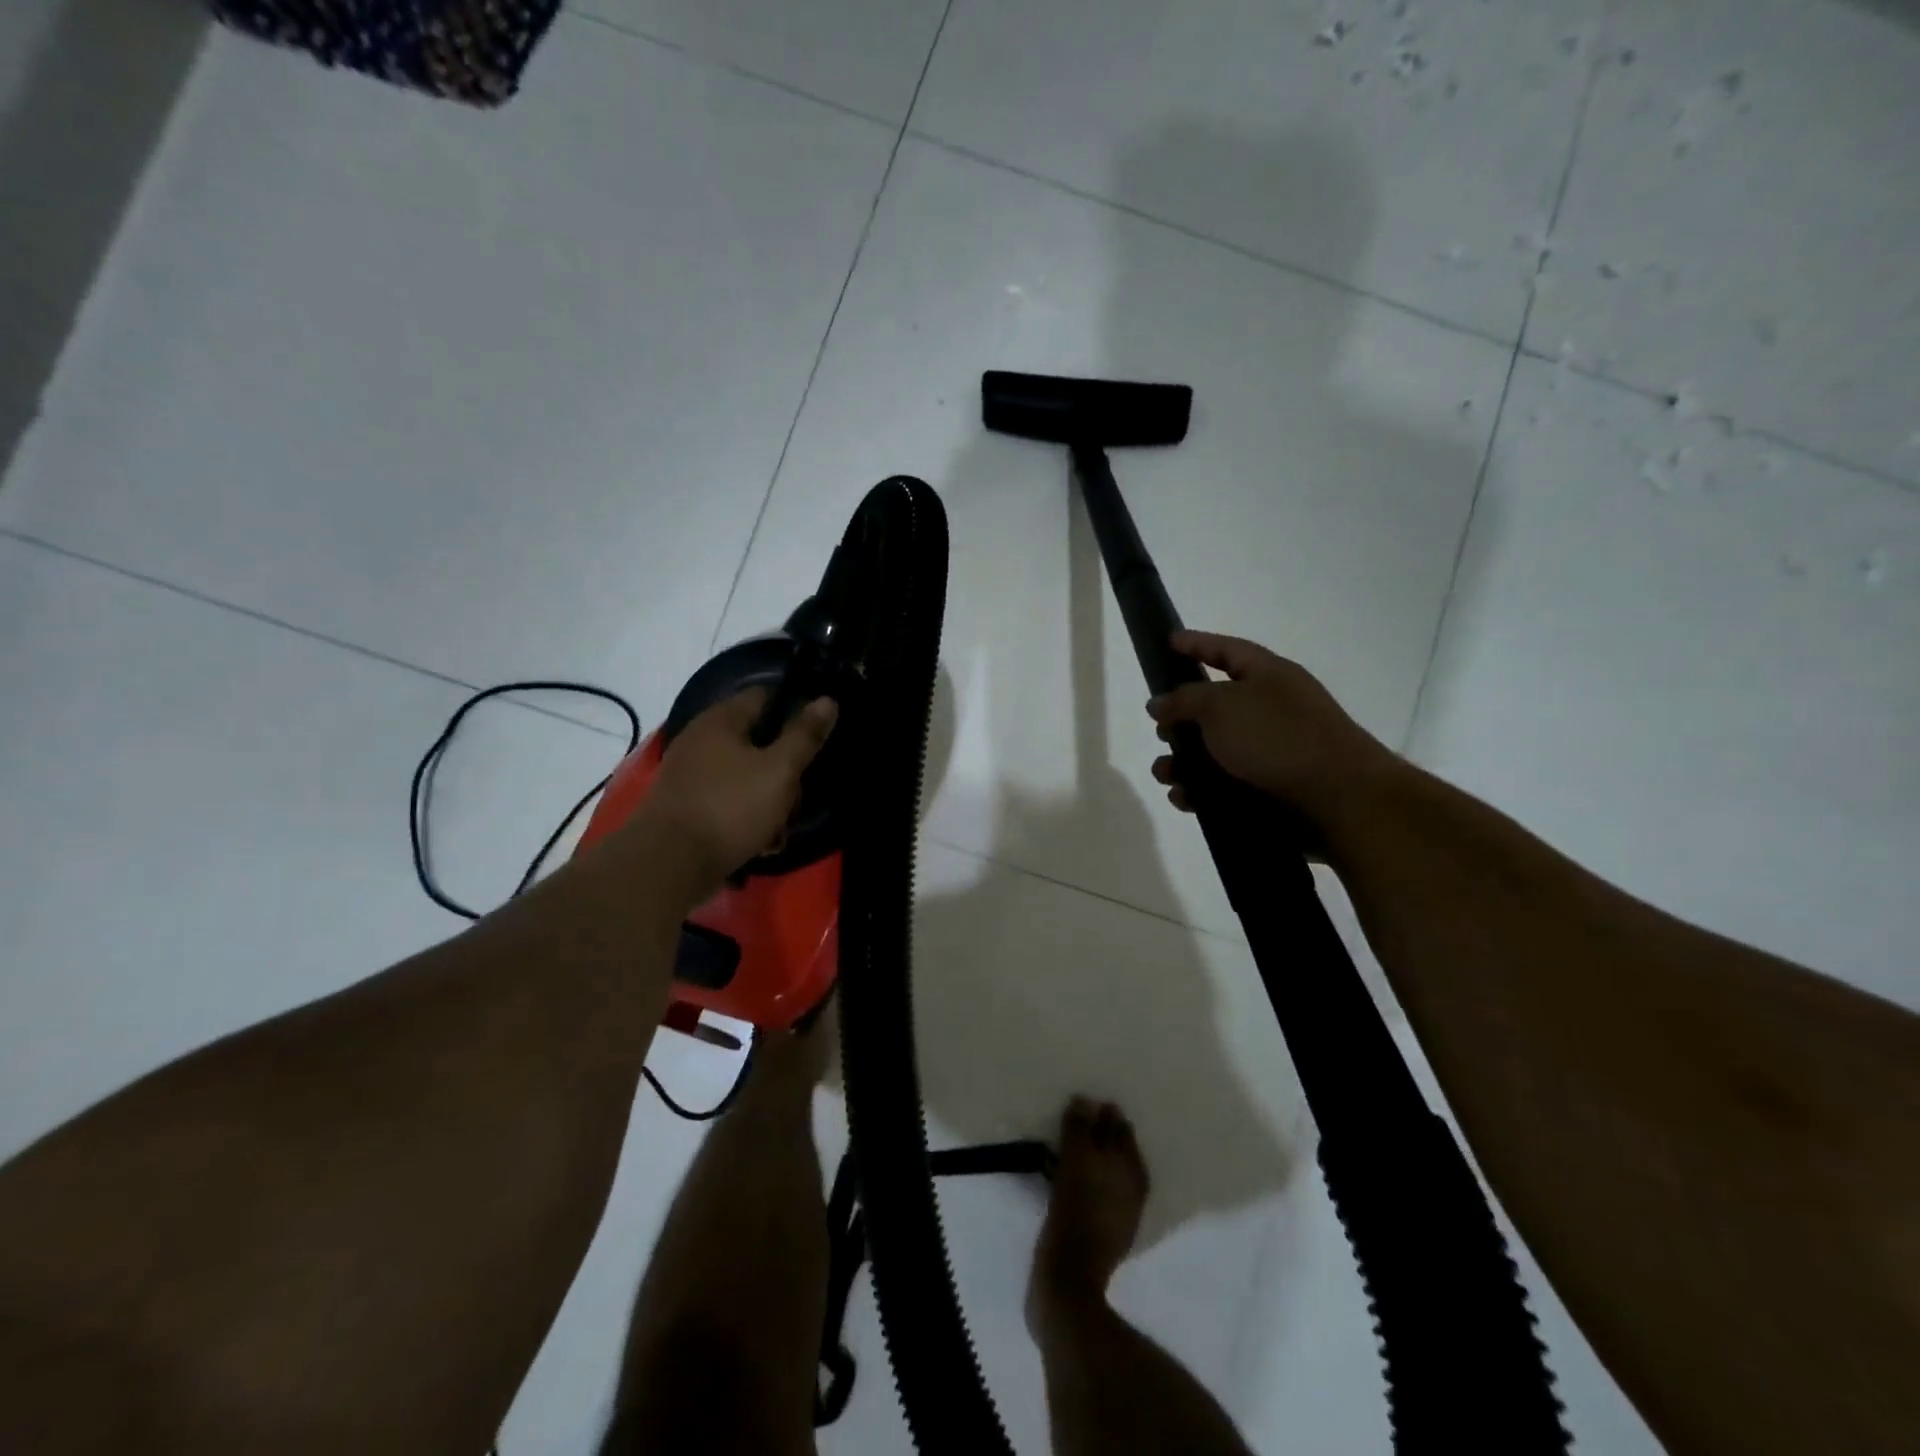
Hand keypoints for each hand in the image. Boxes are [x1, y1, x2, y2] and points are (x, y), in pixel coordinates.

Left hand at [635, 688, 837, 895]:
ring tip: (778, 832)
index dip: (794, 710)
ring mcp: (690, 775)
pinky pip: (727, 803)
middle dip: (785, 771)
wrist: (668, 865)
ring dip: (769, 802)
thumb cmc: (730, 807)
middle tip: (797, 798)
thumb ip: (805, 735)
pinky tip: (759, 844)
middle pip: (758, 743)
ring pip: (746, 777)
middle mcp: (701, 740)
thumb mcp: (780, 770)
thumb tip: (827, 699)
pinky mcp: (685, 807)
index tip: (816, 736)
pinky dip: (746, 819)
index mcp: (721, 720)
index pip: (764, 696)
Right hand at [1146, 631, 1397, 823]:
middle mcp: (1270, 710)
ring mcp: (1271, 753)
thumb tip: (1159, 703)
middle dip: (1180, 720)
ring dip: (1182, 763)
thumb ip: (1183, 700)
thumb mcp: (1221, 706)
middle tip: (1160, 730)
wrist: (1338, 800)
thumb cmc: (1277, 738)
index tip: (1167, 642)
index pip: (1227, 651)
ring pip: (1212, 753)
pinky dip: (1200, 791)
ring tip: (1165, 774)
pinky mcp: (1268, 790)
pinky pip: (1222, 787)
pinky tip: (1185, 798)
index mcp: (1268, 676)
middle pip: (1214, 708)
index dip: (1197, 644)